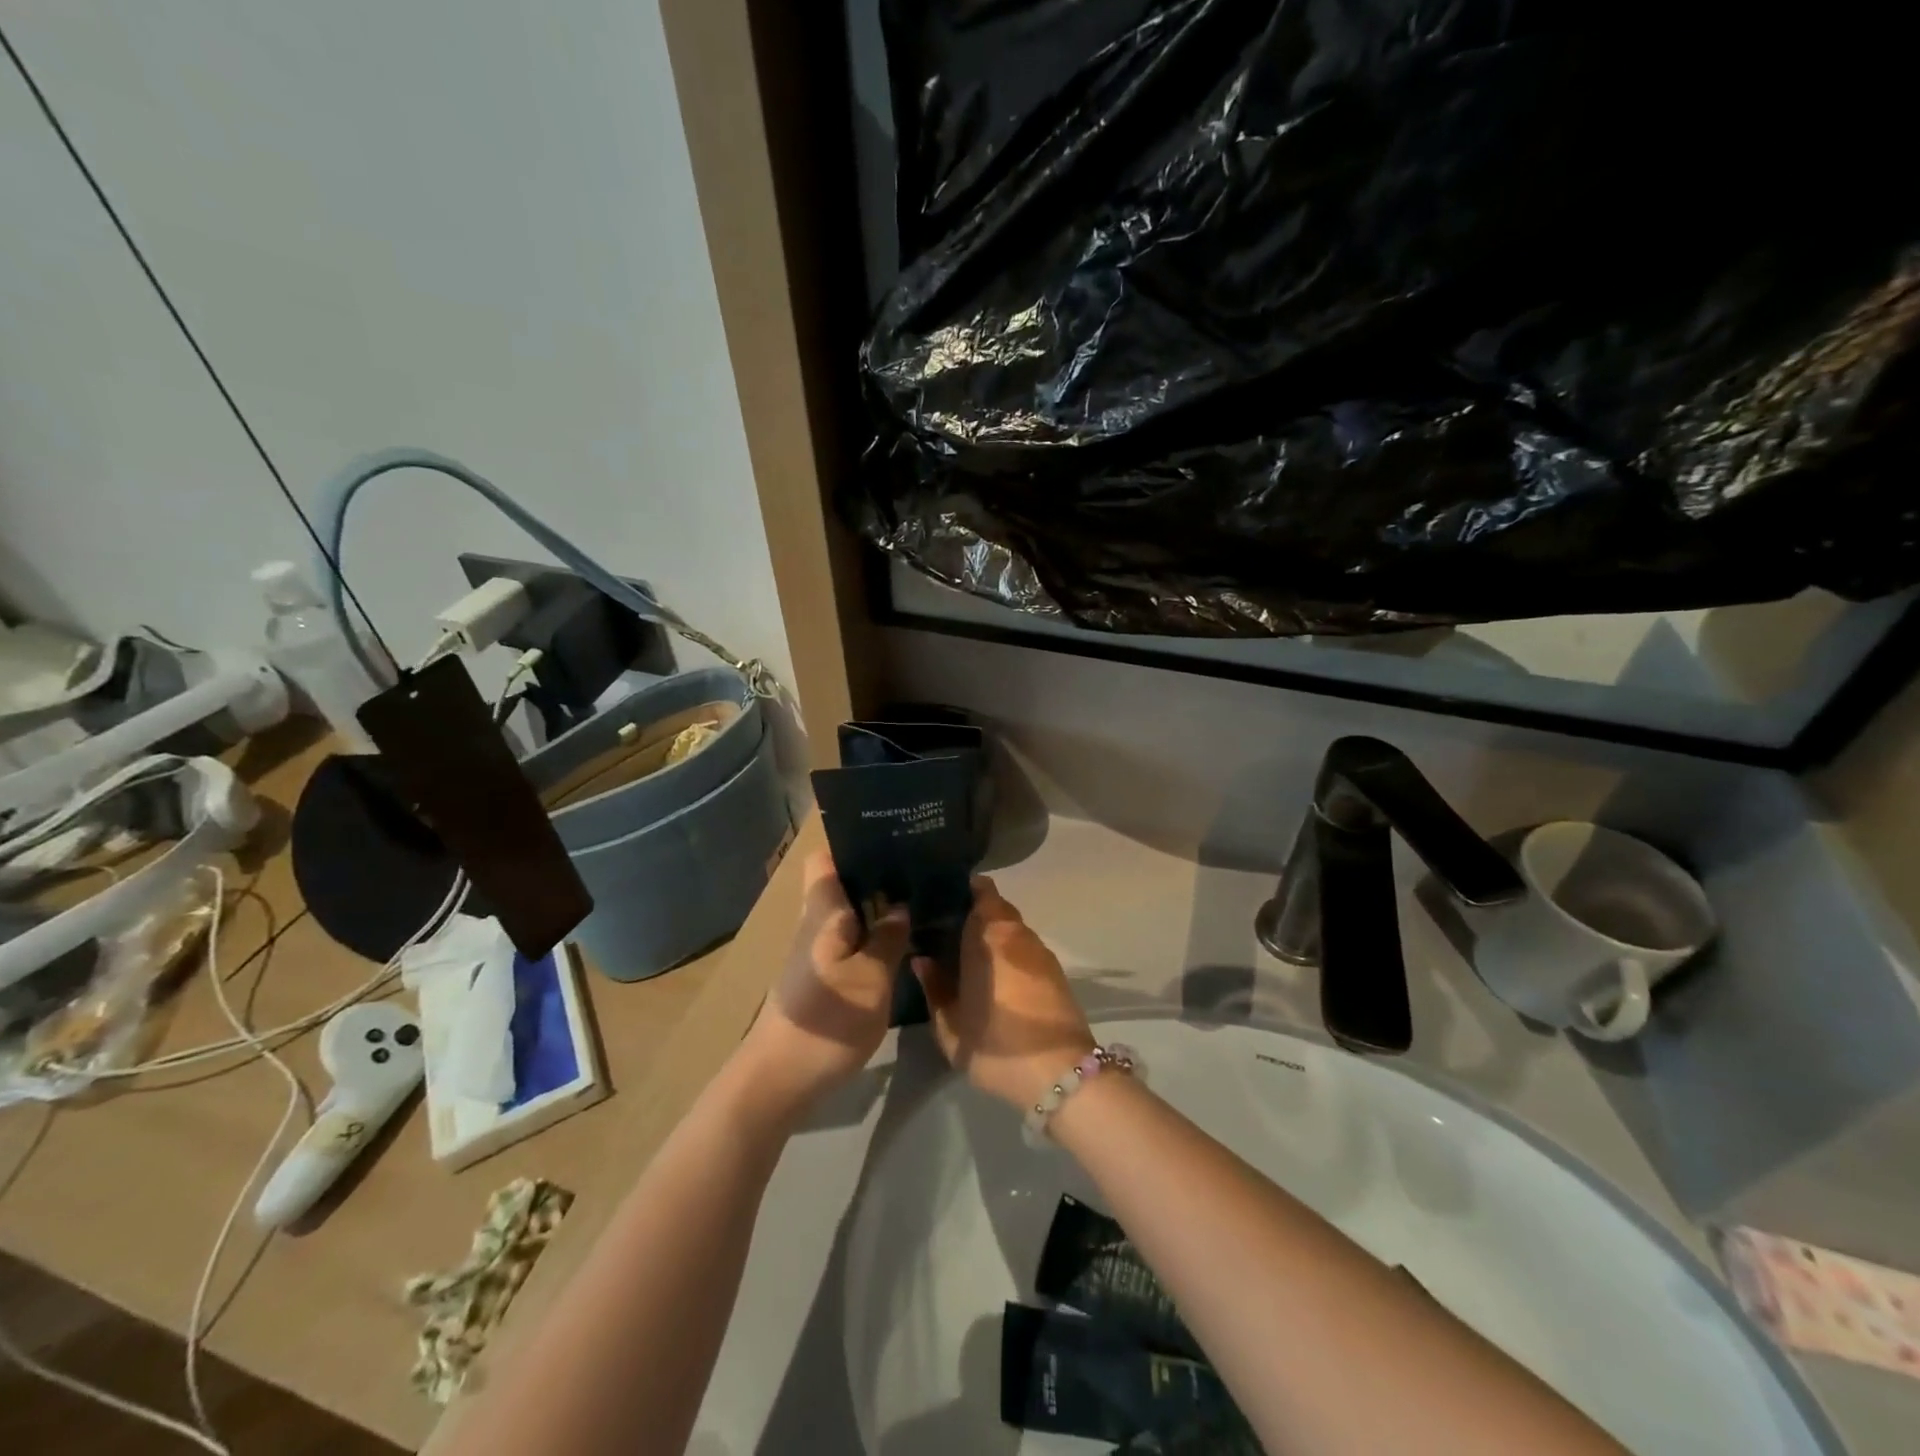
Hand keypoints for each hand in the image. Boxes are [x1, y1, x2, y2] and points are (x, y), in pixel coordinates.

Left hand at [741, 849, 910, 1118]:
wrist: (778, 1079)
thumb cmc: (828, 1020)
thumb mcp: (871, 979)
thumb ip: (889, 938)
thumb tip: (902, 905)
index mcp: (823, 912)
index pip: (826, 858)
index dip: (853, 844)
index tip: (891, 840)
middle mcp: (815, 923)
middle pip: (842, 884)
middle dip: (878, 875)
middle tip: (921, 871)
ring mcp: (815, 951)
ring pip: (848, 913)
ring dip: (878, 908)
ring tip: (920, 902)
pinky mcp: (820, 977)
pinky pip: (849, 940)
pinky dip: (872, 936)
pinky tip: (901, 944)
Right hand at [912, 877, 1094, 1110]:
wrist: (1060, 1073)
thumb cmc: (996, 1044)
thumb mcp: (950, 1025)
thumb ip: (933, 987)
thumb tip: (922, 960)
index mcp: (989, 935)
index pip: (981, 890)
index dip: (963, 888)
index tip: (941, 897)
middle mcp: (1018, 934)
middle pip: (996, 908)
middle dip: (974, 913)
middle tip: (948, 929)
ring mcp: (1041, 953)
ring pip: (1012, 929)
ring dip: (993, 935)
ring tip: (969, 953)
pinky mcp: (1056, 973)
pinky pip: (1025, 949)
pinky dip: (1009, 953)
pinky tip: (995, 975)